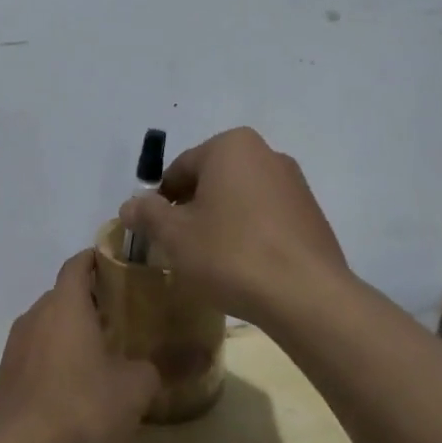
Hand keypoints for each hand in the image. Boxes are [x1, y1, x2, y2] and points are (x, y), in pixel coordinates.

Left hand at [0, 251, 160, 442]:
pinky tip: (74, 389)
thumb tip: (149, 367)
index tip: (119, 266)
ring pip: (47, 327)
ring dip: (71, 334)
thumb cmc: (82, 408)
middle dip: (89, 302)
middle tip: (121, 317)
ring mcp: (14, 348)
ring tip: (100, 355)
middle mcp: (35, 317)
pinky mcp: (5, 379)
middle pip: (62, 296)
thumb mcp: (134, 390)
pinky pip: (35, 356)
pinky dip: (55, 361)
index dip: (97, 260)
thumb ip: (148, 369)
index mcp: (65, 305)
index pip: (78, 264)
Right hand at [118, 127, 348, 326]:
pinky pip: (266, 217)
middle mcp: (266, 153)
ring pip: (240, 199)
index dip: (161, 201)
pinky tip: (243, 266)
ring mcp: (294, 183)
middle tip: (179, 246)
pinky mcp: (311, 214)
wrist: (305, 295)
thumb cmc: (230, 254)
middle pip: (212, 180)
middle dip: (192, 209)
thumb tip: (129, 205)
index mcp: (231, 147)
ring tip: (211, 260)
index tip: (154, 232)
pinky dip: (249, 233)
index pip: (180, 169)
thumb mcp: (175, 235)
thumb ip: (147, 214)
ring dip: (221, 221)